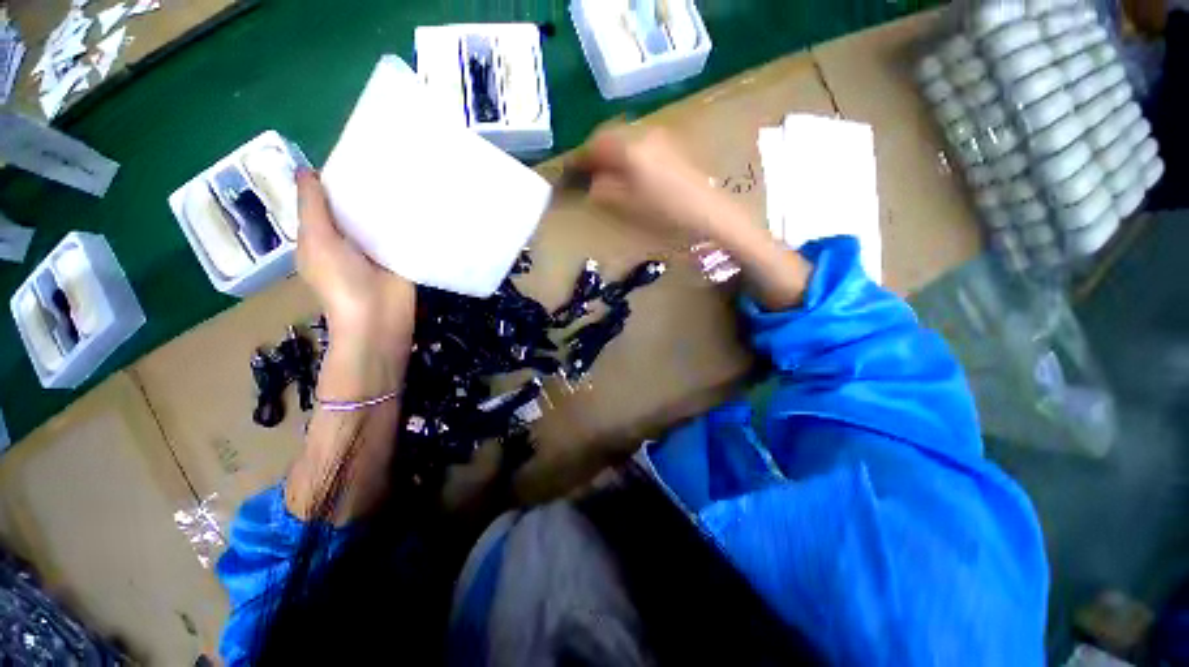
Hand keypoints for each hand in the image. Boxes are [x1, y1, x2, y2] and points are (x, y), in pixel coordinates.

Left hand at [296, 169, 414, 349]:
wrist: (380, 317)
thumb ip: (312, 206)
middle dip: (365, 186)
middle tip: (383, 160)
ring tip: (404, 172)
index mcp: (323, 234)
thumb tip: (307, 169)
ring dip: (389, 202)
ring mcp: (378, 248)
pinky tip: (419, 199)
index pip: (327, 200)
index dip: (335, 179)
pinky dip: (408, 219)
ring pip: (381, 218)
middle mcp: (350, 238)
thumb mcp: (316, 239)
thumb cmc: (340, 280)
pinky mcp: (402, 255)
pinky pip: (403, 232)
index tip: (352, 156)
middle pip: (356, 207)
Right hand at [575, 126, 811, 310]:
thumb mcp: (628, 205)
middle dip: (594, 151)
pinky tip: (629, 168)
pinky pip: (640, 141)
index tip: (569, 172)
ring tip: (605, 171)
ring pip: (626, 135)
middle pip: (609, 135)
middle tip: (585, 170)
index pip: (594, 146)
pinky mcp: (673, 144)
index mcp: (629, 148)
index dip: (579, 159)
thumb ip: (604, 191)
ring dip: (611, 149)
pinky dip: (627, 151)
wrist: (710, 212)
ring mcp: (661, 136)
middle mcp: (643, 133)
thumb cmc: (667, 213)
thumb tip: (591, 184)